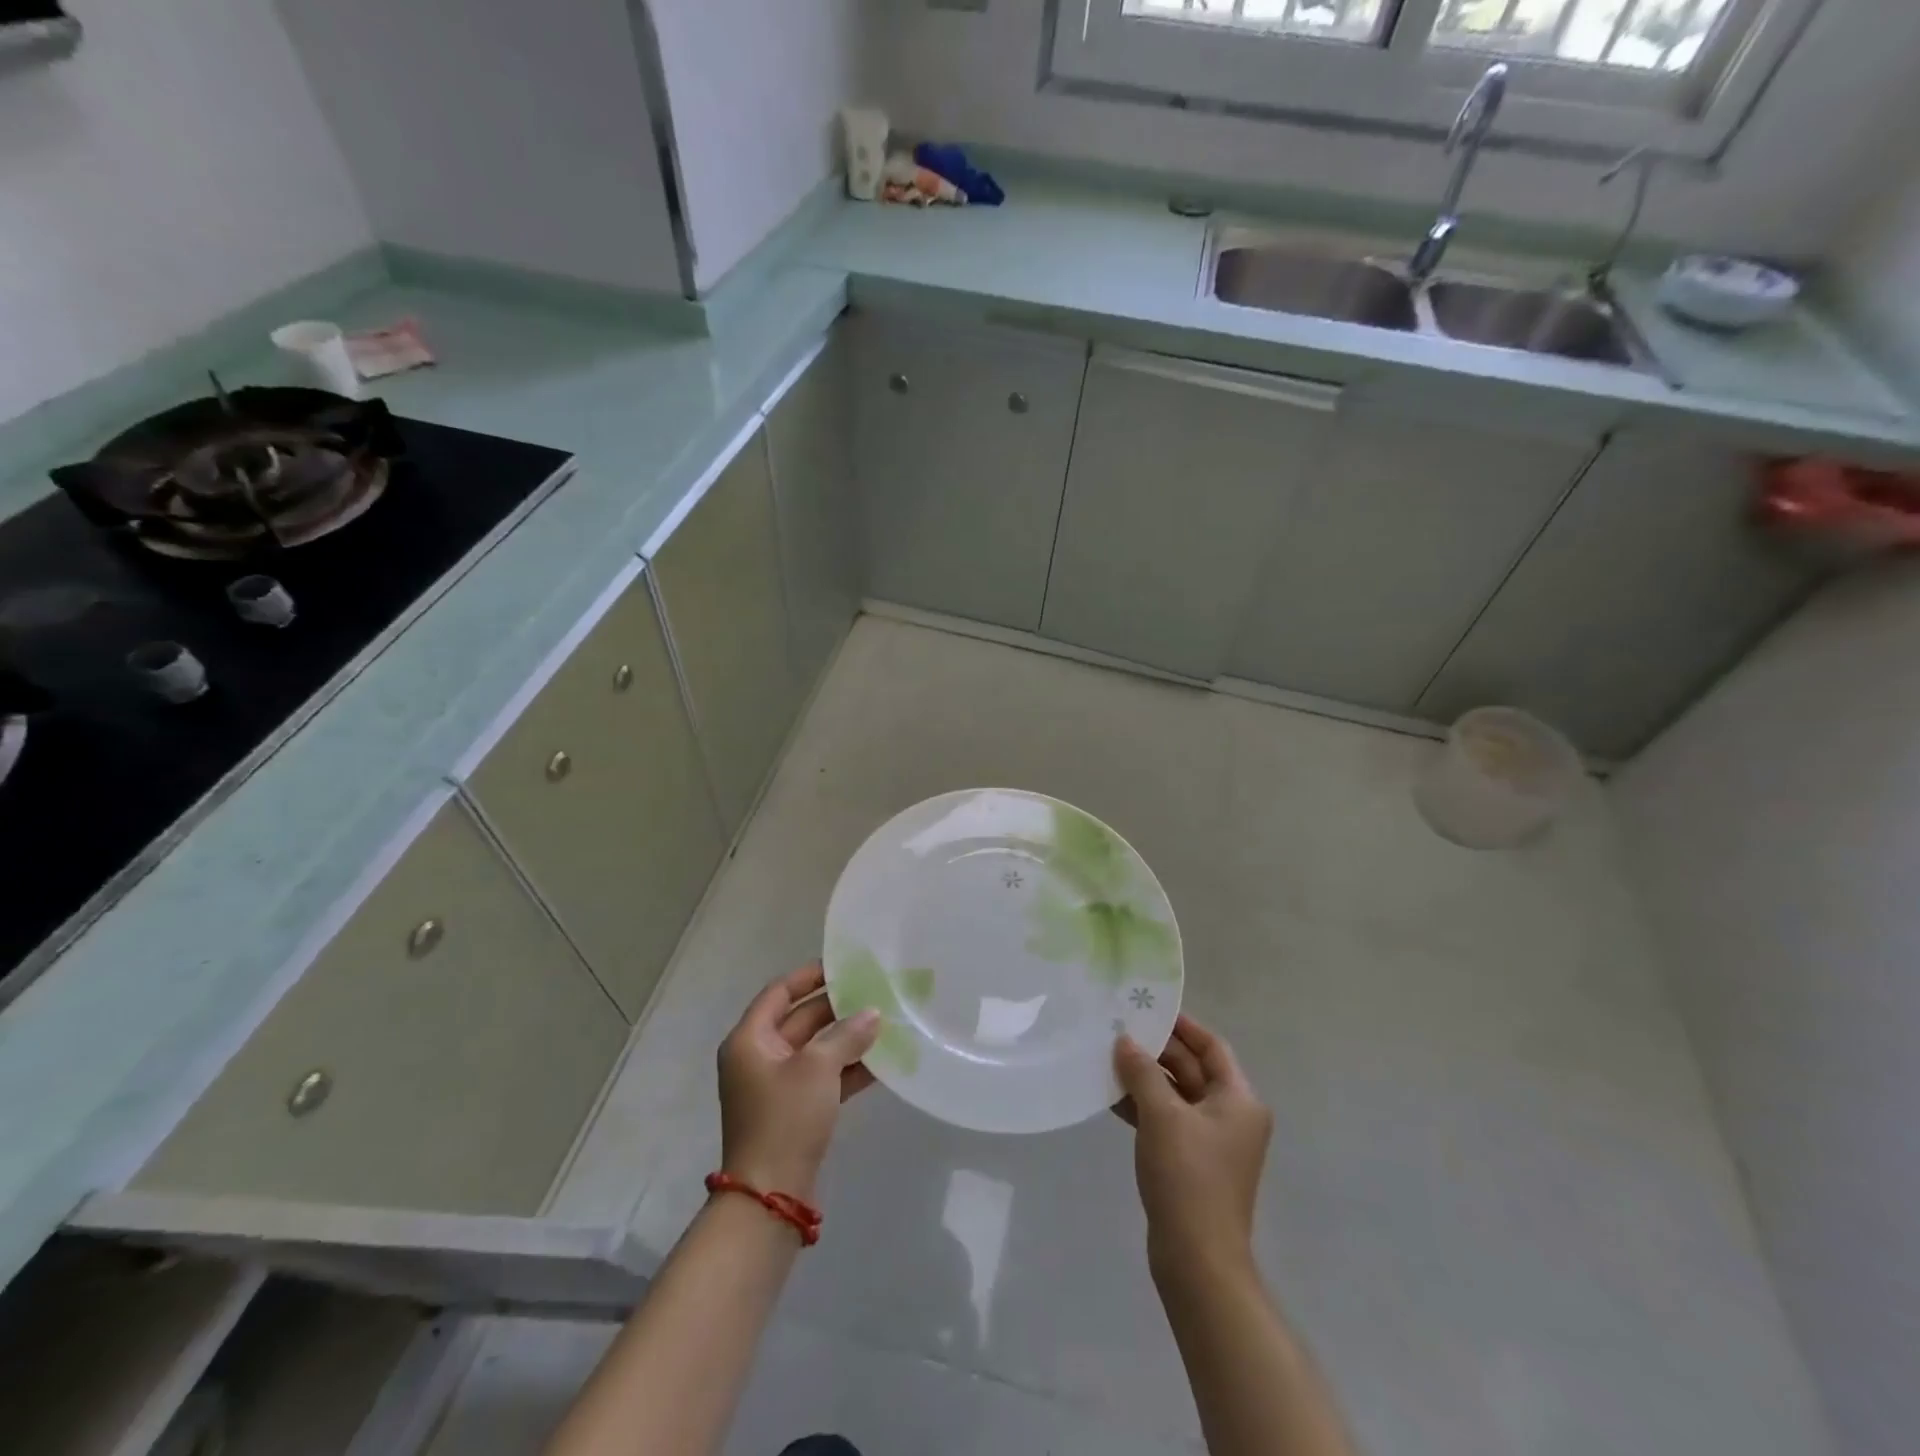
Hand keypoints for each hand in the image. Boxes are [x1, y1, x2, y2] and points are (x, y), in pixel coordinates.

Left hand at [717, 962, 879, 1201]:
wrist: (770, 1197)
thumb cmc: (785, 1119)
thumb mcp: (818, 1069)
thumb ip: (847, 1035)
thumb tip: (873, 1013)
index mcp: (750, 1040)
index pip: (780, 992)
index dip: (810, 976)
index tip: (844, 966)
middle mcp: (759, 1057)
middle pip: (801, 1020)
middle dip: (838, 1008)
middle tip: (875, 993)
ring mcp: (776, 1085)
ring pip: (815, 1049)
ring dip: (847, 1038)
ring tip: (886, 1023)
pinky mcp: (793, 1110)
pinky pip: (822, 1076)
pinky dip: (847, 1067)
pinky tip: (882, 1061)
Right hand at [1114, 1015, 1272, 1275]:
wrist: (1197, 1259)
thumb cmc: (1188, 1177)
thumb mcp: (1162, 1115)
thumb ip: (1142, 1071)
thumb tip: (1124, 1040)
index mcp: (1238, 1099)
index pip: (1211, 1047)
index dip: (1182, 1026)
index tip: (1148, 1008)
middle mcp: (1230, 1115)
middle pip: (1192, 1069)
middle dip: (1156, 1051)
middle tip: (1118, 1030)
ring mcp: (1210, 1141)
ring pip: (1175, 1094)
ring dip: (1144, 1078)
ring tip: (1107, 1058)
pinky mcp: (1190, 1161)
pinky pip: (1166, 1119)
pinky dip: (1142, 1106)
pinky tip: (1110, 1096)